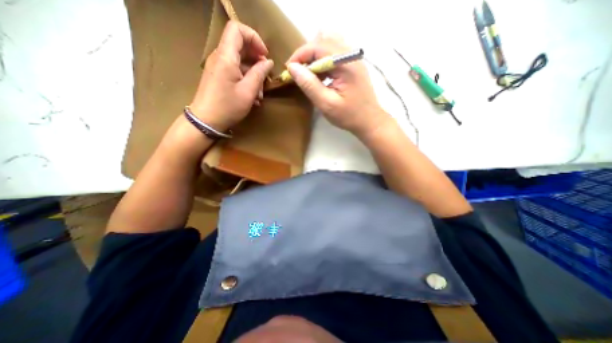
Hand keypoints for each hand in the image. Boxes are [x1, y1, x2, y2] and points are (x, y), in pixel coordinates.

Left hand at [191, 20, 273, 130]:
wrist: (206, 121)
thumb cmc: (228, 106)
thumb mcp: (248, 91)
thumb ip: (259, 74)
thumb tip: (268, 62)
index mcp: (226, 56)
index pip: (238, 29)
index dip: (254, 38)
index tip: (265, 56)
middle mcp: (220, 57)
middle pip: (240, 46)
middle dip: (257, 60)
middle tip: (266, 77)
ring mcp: (218, 67)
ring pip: (240, 62)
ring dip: (254, 75)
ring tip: (260, 94)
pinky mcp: (219, 77)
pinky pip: (235, 72)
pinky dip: (246, 81)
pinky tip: (253, 96)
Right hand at [286, 34, 385, 136]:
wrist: (369, 121)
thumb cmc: (348, 116)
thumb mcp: (326, 103)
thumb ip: (309, 85)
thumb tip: (292, 67)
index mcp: (345, 63)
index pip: (317, 46)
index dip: (299, 55)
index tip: (288, 69)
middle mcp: (351, 54)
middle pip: (323, 42)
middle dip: (306, 56)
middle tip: (298, 74)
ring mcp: (354, 58)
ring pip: (328, 46)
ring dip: (314, 58)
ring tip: (308, 76)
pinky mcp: (353, 64)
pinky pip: (334, 55)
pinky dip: (323, 62)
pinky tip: (321, 77)